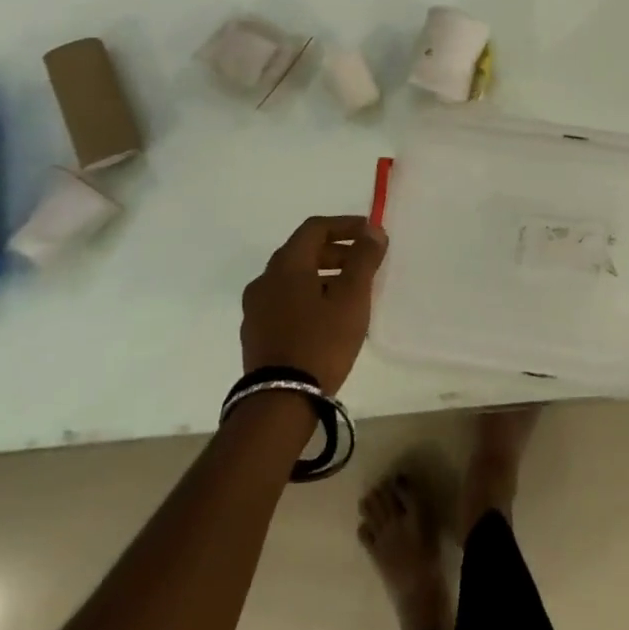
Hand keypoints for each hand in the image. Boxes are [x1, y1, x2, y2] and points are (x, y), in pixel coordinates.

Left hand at [240, 216, 387, 395]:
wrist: (280, 403)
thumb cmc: (321, 342)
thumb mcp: (352, 297)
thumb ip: (363, 259)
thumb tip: (372, 230)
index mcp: (286, 265)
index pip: (315, 228)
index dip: (345, 225)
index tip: (370, 234)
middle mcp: (264, 280)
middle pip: (303, 252)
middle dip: (336, 252)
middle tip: (364, 263)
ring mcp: (256, 309)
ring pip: (293, 279)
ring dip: (323, 276)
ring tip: (350, 293)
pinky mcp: (256, 334)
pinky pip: (285, 301)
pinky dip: (308, 297)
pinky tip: (328, 318)